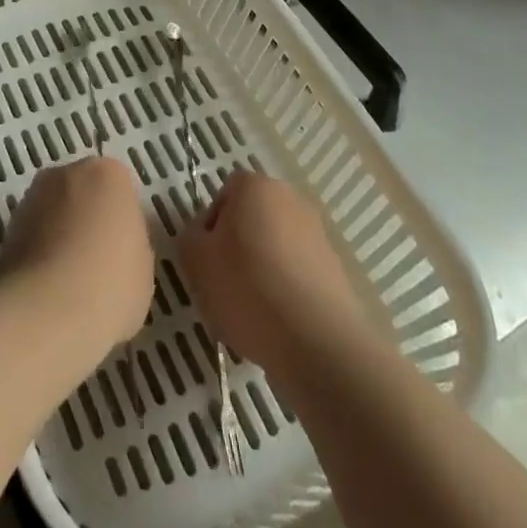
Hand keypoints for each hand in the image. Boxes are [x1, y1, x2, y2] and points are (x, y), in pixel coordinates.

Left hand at [0, 158, 153, 356]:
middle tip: (99, 264)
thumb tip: (113, 245)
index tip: (124, 252)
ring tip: (71, 284)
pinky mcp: (7, 228)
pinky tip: (49, 290)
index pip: (120, 190)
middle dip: (87, 220)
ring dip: (60, 236)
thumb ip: (129, 242)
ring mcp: (31, 198)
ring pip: (54, 214)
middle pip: (82, 193)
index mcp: (107, 173)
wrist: (48, 311)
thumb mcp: (143, 267)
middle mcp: (65, 173)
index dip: (122, 223)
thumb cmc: (110, 283)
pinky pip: (33, 238)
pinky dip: (39, 256)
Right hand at [177, 171, 371, 374]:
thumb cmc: (248, 288)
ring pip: (274, 248)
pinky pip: (297, 273)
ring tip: (252, 313)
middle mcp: (290, 198)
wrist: (318, 342)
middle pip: (251, 219)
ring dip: (261, 271)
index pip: (223, 195)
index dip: (210, 228)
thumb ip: (191, 235)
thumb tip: (205, 234)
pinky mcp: (336, 268)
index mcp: (255, 185)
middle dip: (237, 248)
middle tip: (224, 286)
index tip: (207, 261)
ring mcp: (317, 233)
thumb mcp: (195, 259)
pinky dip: (285, 291)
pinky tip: (277, 324)